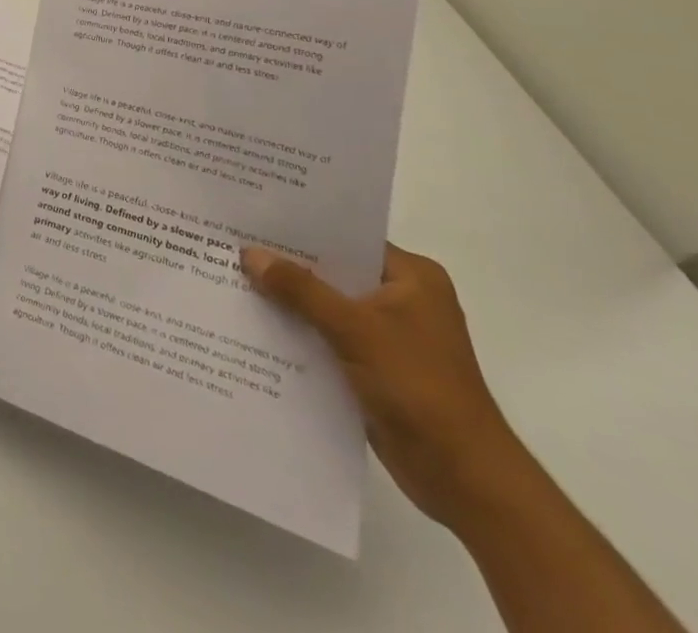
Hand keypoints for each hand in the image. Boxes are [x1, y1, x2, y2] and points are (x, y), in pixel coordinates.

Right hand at [241, 243, 530, 530]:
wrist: (465, 480)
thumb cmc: (420, 388)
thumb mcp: (355, 329)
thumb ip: (300, 289)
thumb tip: (249, 254)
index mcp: (412, 277)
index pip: (346, 238)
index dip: (300, 228)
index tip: (253, 217)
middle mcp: (402, 298)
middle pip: (332, 271)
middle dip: (287, 265)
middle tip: (232, 244)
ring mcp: (388, 335)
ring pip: (325, 305)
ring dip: (289, 301)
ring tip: (232, 278)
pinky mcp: (374, 366)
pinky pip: (326, 336)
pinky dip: (298, 331)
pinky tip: (256, 324)